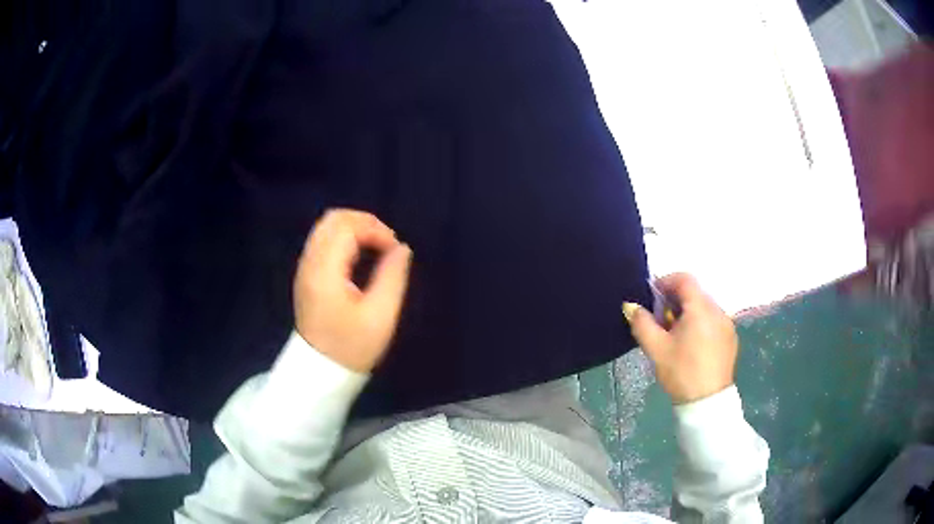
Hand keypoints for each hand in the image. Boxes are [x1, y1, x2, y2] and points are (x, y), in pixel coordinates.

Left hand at [293, 209, 412, 372]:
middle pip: (332, 219)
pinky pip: (323, 240)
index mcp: (325, 271)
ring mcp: (305, 268)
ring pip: (325, 227)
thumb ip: (393, 277)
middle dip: (364, 222)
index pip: (347, 227)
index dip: (375, 229)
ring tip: (376, 247)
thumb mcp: (380, 316)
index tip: (394, 250)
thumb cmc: (352, 347)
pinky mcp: (306, 274)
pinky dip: (344, 238)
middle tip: (386, 242)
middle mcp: (310, 263)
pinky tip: (359, 255)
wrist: (320, 371)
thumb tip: (402, 248)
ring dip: (354, 228)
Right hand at [623, 273, 737, 403]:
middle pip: (694, 293)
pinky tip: (691, 345)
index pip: (684, 279)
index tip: (653, 299)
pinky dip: (700, 324)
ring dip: (688, 313)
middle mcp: (717, 309)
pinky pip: (713, 320)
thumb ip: (642, 323)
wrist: (707, 401)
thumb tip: (630, 305)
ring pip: (704, 307)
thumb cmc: (681, 372)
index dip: (666, 282)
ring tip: (675, 336)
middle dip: (675, 301)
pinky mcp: (730, 337)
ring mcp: (726, 323)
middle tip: (660, 321)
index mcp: (700, 308)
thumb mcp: (656, 349)